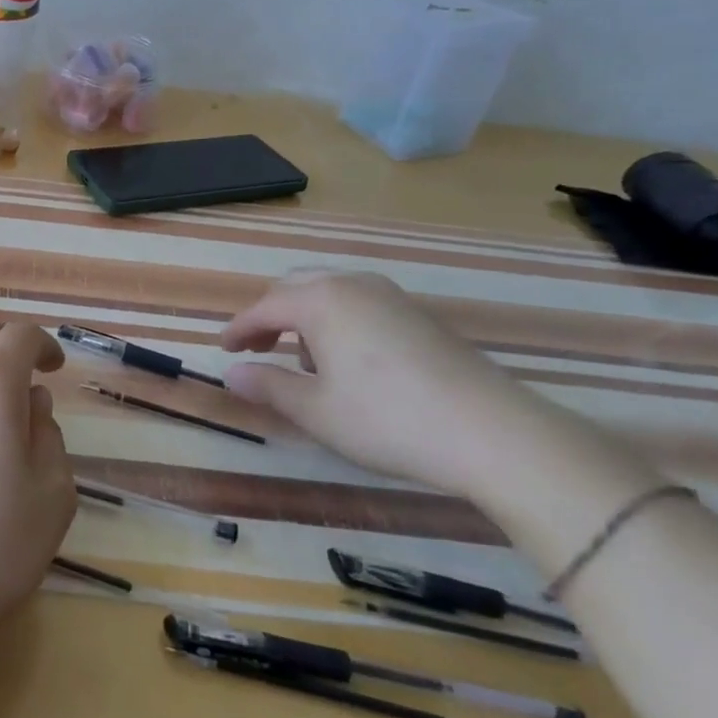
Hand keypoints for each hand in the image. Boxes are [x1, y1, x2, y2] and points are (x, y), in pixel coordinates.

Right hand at [220, 271, 555, 499]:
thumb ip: (267, 386)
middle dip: (270, 316)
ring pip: (330, 292)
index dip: (239, 329)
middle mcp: (353, 285)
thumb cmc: (388, 420)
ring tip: (303, 360)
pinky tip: (349, 362)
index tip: (224, 350)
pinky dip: (338, 321)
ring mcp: (391, 296)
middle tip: (256, 348)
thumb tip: (231, 374)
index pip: (264, 306)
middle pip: (295, 288)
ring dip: (305, 317)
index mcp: (321, 301)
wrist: (494, 433)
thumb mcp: (316, 410)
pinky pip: (360, 303)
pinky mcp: (420, 316)